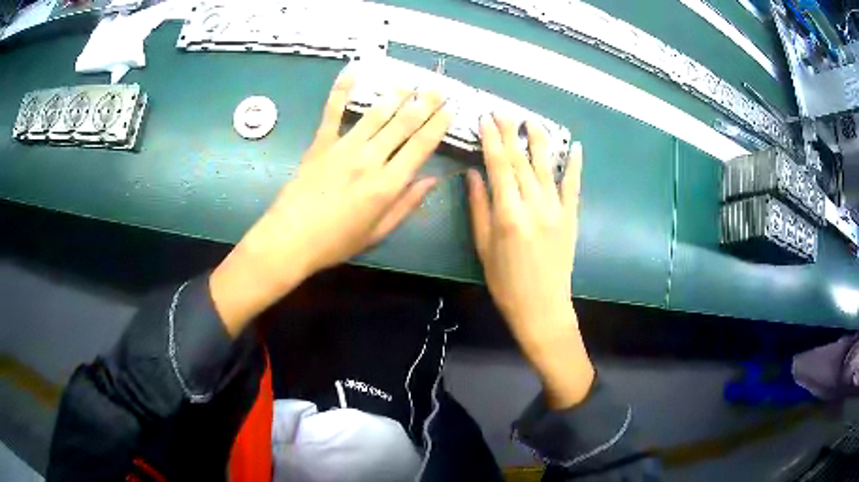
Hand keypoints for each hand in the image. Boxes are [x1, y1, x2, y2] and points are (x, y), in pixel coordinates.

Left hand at [210, 72, 451, 335]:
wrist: (289, 240)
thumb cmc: (336, 243)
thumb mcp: (377, 232)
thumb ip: (406, 204)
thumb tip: (432, 180)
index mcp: (387, 184)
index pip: (420, 146)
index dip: (438, 126)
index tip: (451, 110)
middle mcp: (370, 159)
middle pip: (402, 124)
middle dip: (424, 104)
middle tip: (438, 88)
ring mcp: (343, 147)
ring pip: (375, 114)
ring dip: (395, 96)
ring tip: (410, 82)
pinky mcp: (320, 143)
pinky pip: (333, 112)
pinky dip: (341, 91)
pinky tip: (352, 73)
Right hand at [468, 114, 593, 407]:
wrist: (542, 307)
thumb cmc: (505, 283)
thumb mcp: (483, 247)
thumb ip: (478, 207)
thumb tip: (472, 174)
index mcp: (508, 214)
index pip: (498, 165)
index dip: (492, 140)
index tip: (485, 119)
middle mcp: (534, 205)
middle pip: (521, 160)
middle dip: (511, 132)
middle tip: (503, 112)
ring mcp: (556, 209)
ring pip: (546, 166)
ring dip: (539, 140)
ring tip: (531, 120)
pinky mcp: (571, 217)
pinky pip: (573, 185)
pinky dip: (574, 165)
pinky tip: (575, 147)